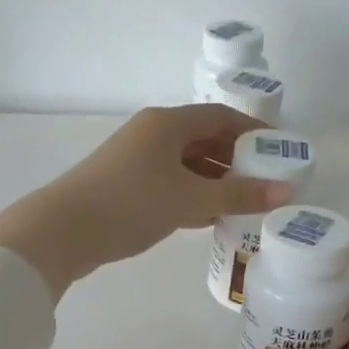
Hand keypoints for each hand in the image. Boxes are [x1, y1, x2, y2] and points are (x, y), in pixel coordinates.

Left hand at [0, 104, 295, 296]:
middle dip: (236, 159)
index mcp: (167, 123)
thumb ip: (239, 195)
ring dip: (215, 181)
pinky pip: (170, 182)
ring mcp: (136, 159)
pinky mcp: (125, 185)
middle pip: (204, 138)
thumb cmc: (131, 204)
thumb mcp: (190, 200)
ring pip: (187, 163)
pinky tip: (209, 218)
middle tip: (266, 183)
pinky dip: (193, 195)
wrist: (62, 231)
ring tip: (244, 204)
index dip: (253, 131)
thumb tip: (286, 191)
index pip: (221, 116)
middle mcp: (151, 133)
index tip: (280, 151)